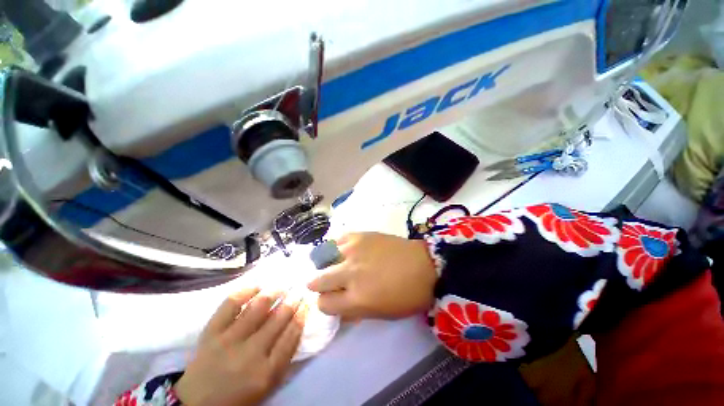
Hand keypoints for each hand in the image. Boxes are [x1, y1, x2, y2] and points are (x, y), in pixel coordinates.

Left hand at [174, 288, 307, 405]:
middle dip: (292, 301)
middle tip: (299, 290)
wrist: (196, 404)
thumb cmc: (238, 396)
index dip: (302, 315)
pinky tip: (256, 287)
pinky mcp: (211, 333)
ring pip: (257, 308)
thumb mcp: (267, 385)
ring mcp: (229, 341)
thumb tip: (298, 326)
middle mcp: (250, 354)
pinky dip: (245, 292)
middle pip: (278, 319)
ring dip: (274, 292)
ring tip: (282, 285)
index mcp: (266, 371)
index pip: (291, 336)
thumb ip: (284, 357)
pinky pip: (230, 305)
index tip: (308, 301)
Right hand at [307, 233, 436, 318]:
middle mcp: (349, 274)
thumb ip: (354, 311)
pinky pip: (337, 240)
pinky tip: (346, 250)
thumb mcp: (380, 314)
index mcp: (356, 299)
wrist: (424, 265)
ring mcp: (353, 251)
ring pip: (322, 258)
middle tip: (332, 282)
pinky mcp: (359, 235)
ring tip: (338, 264)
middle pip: (316, 280)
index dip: (327, 303)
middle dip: (320, 284)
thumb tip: (338, 307)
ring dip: (327, 264)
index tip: (334, 299)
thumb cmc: (406, 295)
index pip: (323, 304)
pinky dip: (337, 247)